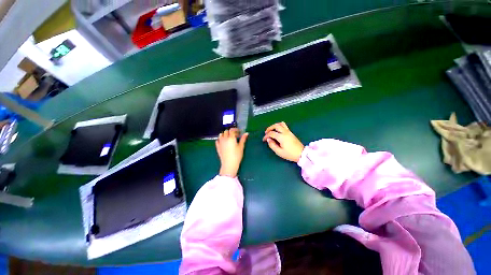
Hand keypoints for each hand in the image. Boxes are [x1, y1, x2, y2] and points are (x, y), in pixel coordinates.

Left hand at [216, 128, 248, 177]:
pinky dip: (220, 139)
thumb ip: (243, 139)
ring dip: (224, 134)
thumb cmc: (237, 155)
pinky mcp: (218, 147)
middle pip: (226, 131)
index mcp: (231, 138)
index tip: (239, 132)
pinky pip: (217, 140)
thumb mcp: (241, 147)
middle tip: (235, 135)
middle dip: (230, 132)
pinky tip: (223, 142)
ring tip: (228, 137)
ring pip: (220, 135)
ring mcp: (220, 143)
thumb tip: (246, 133)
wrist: (229, 164)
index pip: (232, 130)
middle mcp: (224, 139)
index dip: (235, 130)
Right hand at [262, 122, 303, 162]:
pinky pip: (284, 125)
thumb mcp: (279, 152)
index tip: (264, 140)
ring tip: (271, 130)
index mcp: (281, 137)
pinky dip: (279, 126)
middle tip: (266, 132)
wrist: (301, 154)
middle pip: (276, 126)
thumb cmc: (290, 154)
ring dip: (274, 125)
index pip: (271, 133)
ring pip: (280, 124)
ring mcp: (289, 131)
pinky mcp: (291, 132)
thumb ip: (272, 145)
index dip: (266, 136)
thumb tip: (268, 140)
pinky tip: (277, 130)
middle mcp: (285, 132)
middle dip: (269, 128)